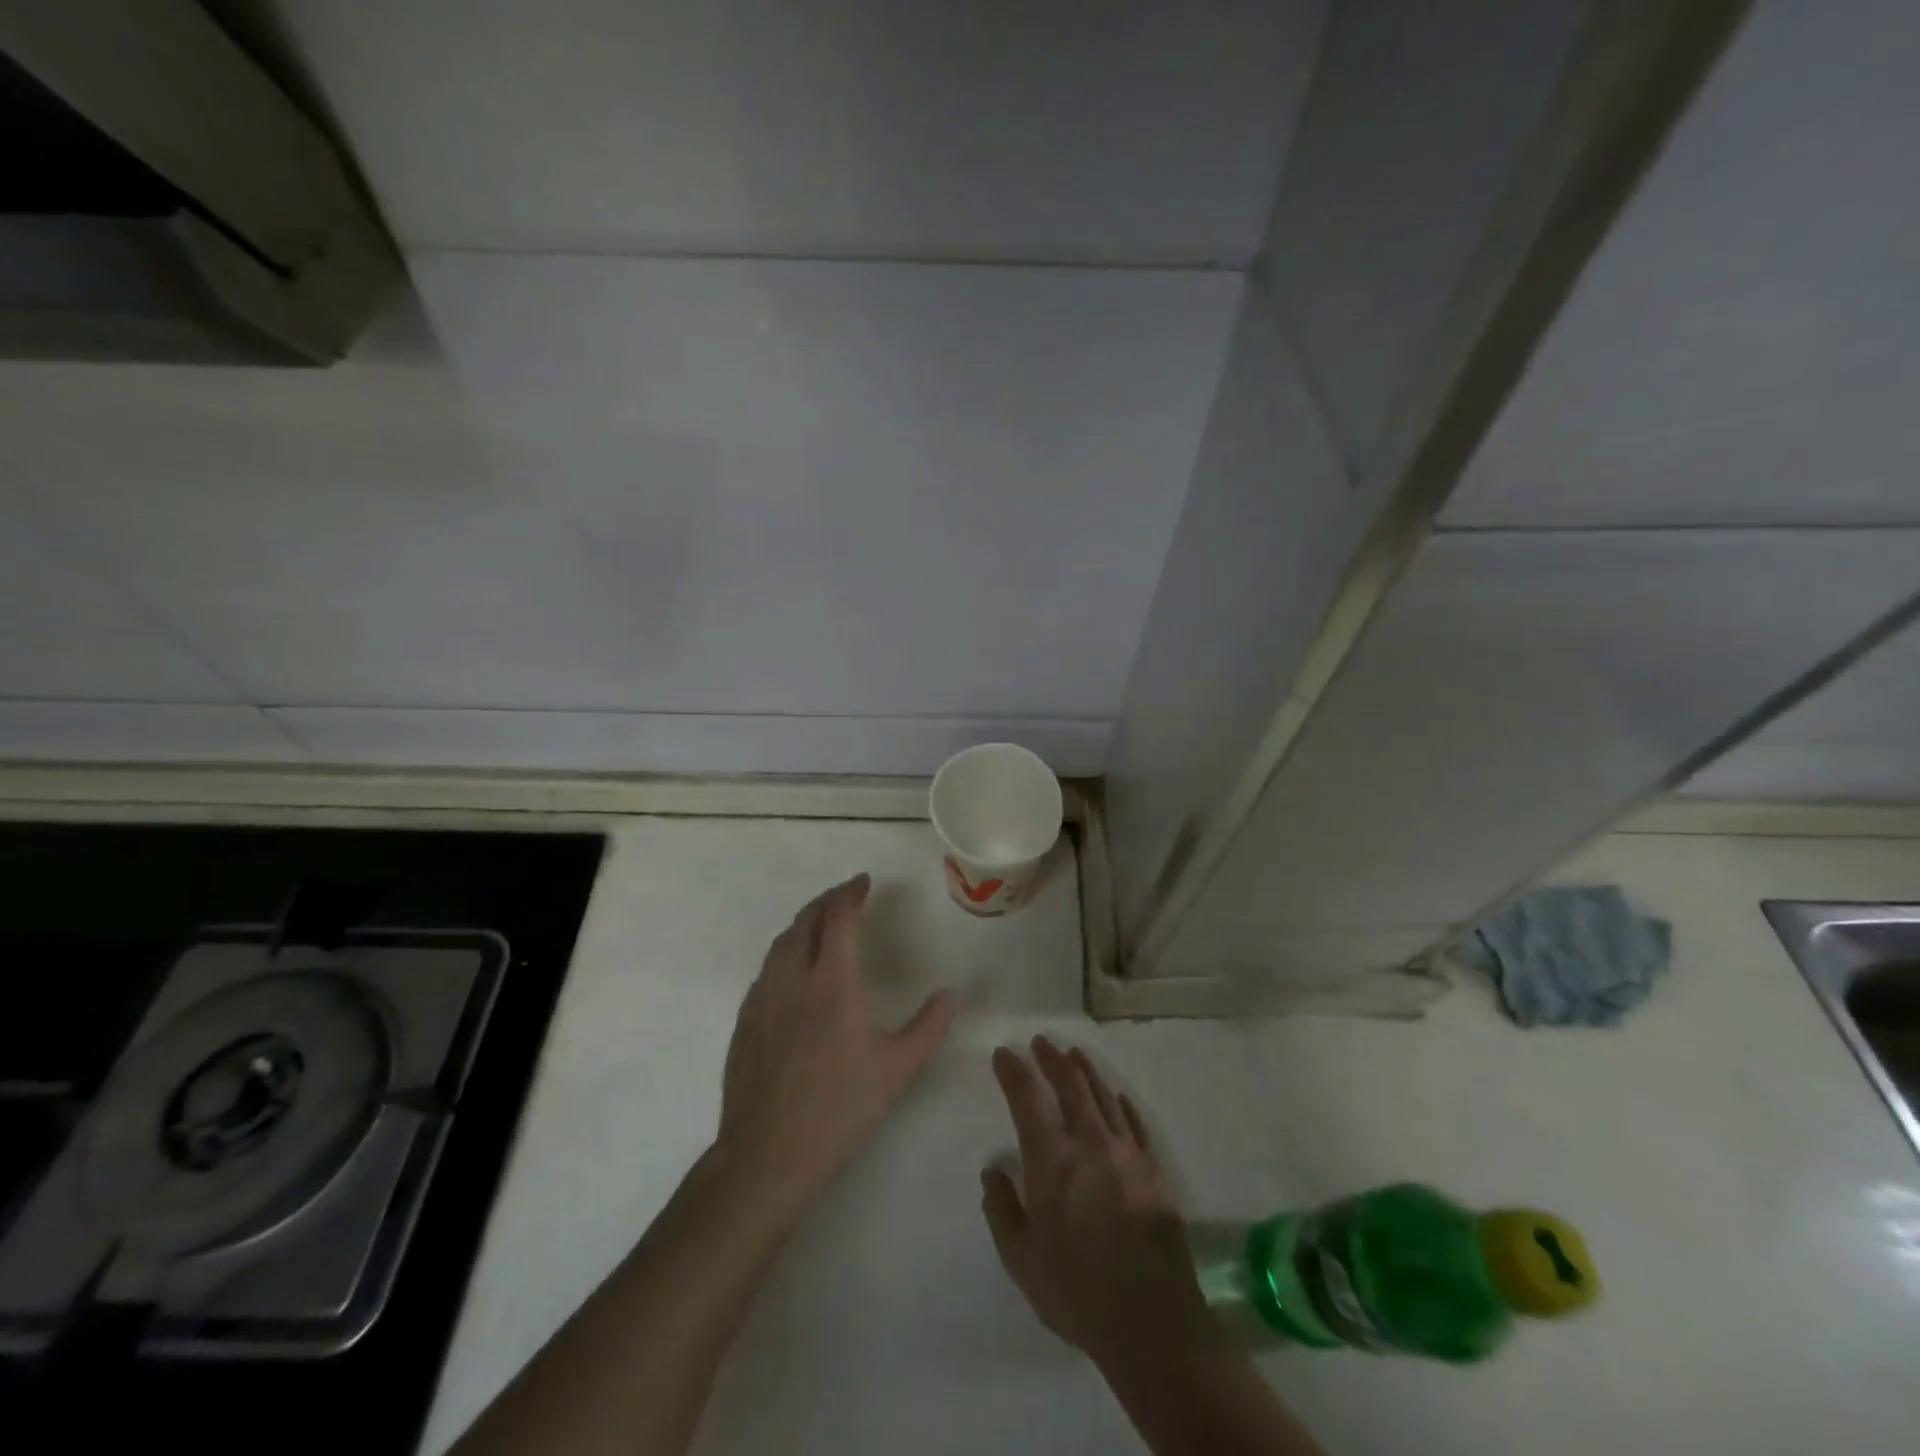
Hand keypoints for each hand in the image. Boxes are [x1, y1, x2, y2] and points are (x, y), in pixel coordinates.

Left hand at [717, 874, 954, 1214]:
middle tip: (846, 897)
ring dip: (803, 924)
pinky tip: (793, 972)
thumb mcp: (898, 1069)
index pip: (839, 918)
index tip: (864, 882)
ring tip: (820, 925)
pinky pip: (766, 970)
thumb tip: (952, 995)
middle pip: (805, 921)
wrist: (768, 1154)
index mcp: (832, 982)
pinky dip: (785, 953)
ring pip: (781, 943)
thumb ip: (929, 1026)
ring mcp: (762, 999)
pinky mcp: (744, 1022)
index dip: (851, 893)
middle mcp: (792, 978)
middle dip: (826, 901)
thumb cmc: (840, 1108)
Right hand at [982, 1037, 1217, 1371]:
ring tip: (1075, 1054)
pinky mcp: (1154, 1171)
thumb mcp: (1021, 1260)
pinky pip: (1136, 1124)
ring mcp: (1127, 1154)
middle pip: (1070, 1085)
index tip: (1004, 1053)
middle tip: (1041, 1042)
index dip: (1013, 1071)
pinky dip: (1123, 1104)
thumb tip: (992, 1170)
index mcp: (1052, 1161)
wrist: (1152, 1324)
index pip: (1026, 1099)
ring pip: (1104, 1096)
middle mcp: (1089, 1144)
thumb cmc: (1077, 1293)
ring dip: (1087, 1071)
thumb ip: (1002, 1210)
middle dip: (1052, 1059)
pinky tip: (1118, 1096)